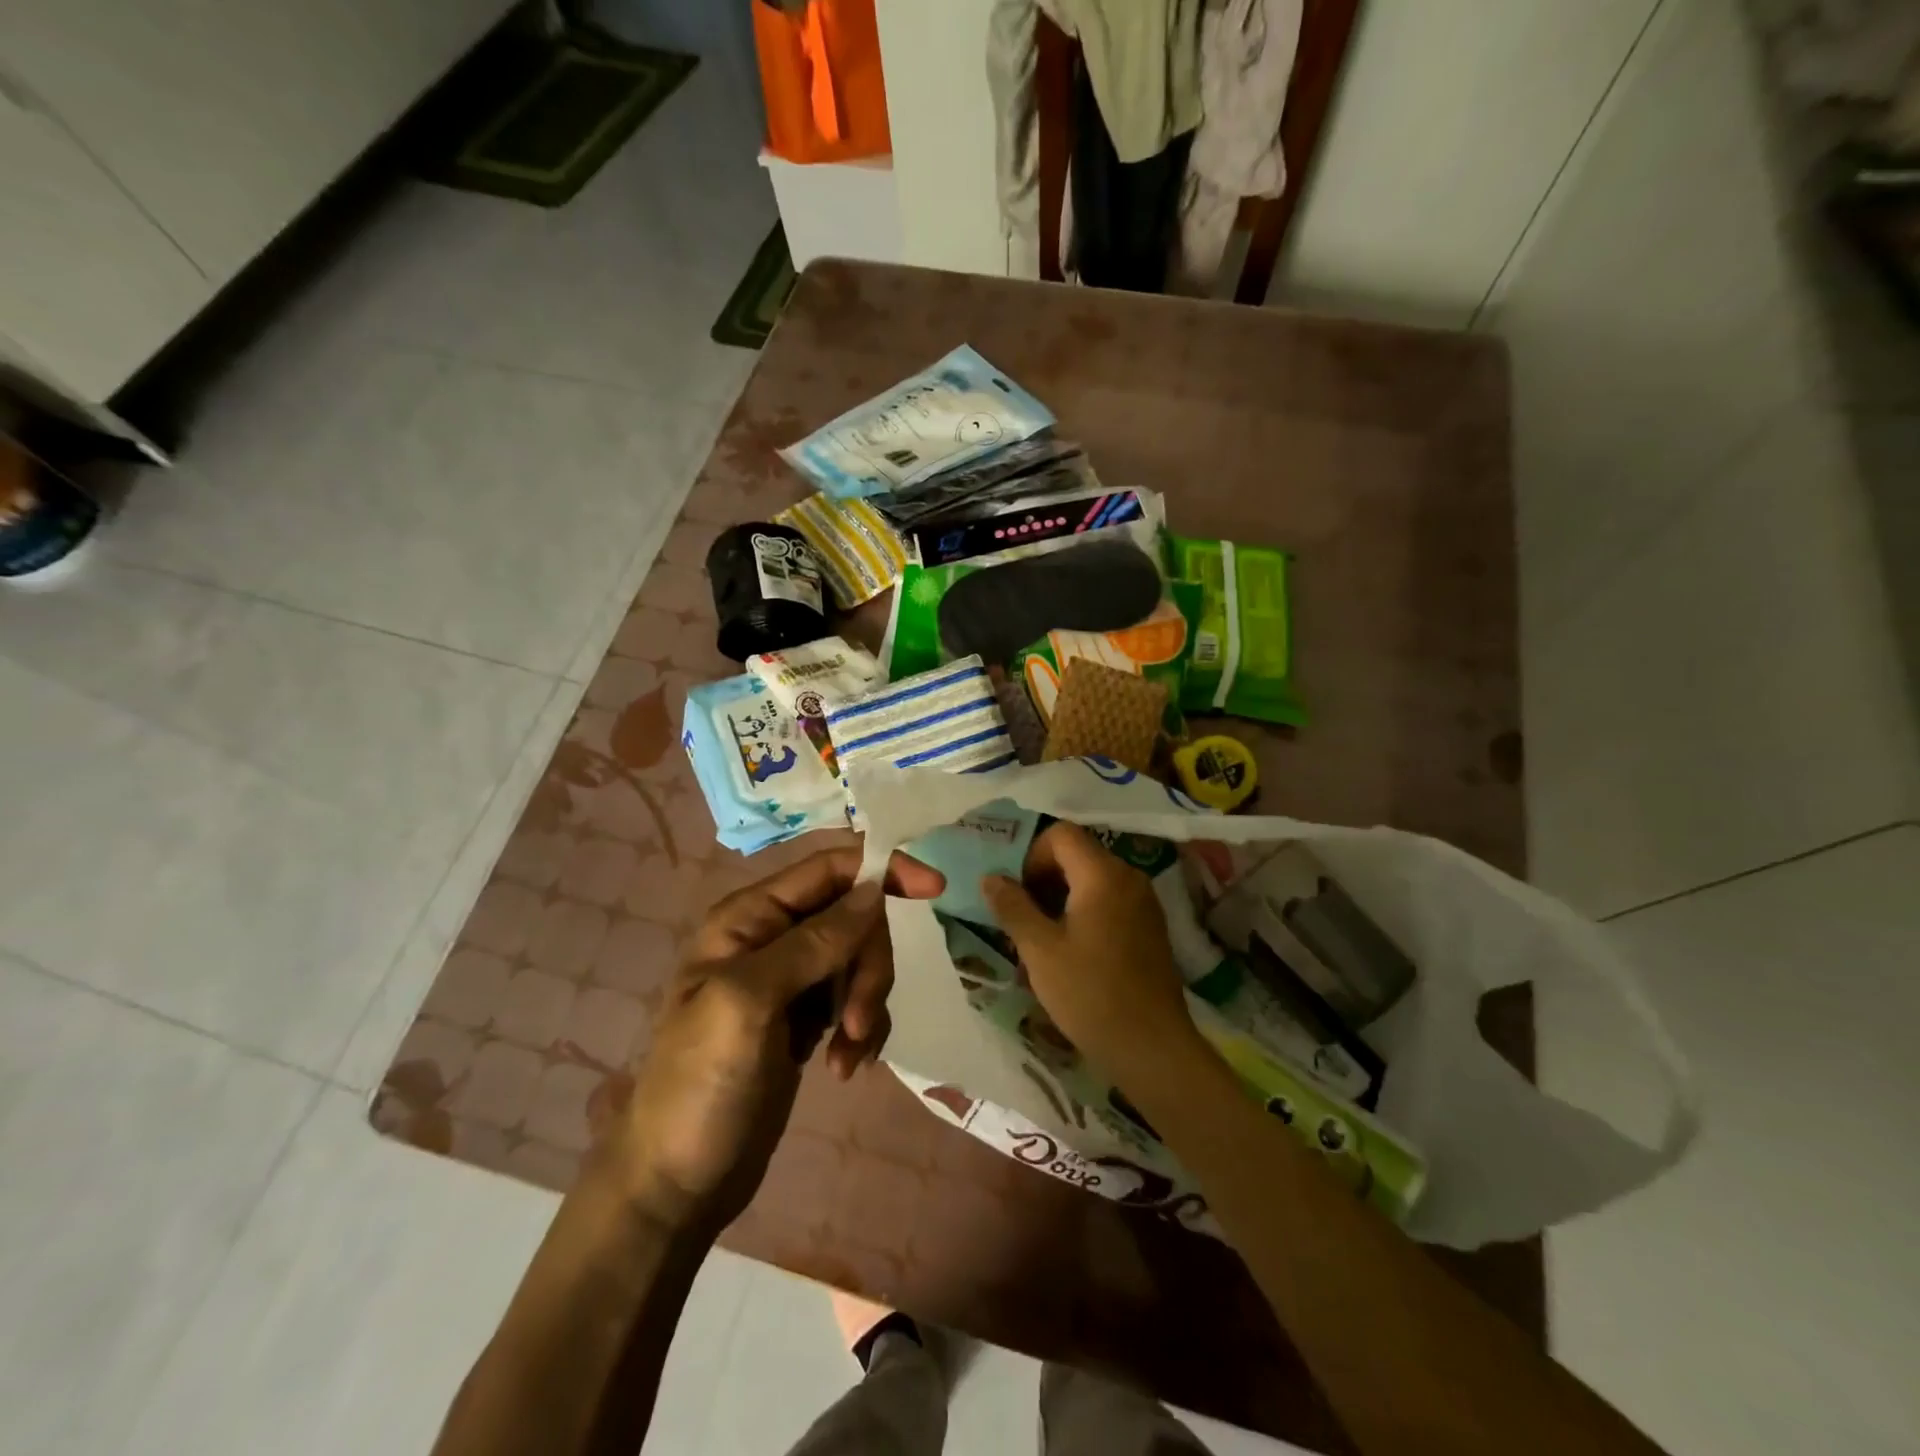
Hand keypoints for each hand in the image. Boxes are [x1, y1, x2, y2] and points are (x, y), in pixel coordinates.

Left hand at [613, 847, 942, 1234]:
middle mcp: (773, 937)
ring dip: (867, 1005)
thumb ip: (814, 941)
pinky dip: (862, 1030)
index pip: (830, 868)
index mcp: (750, 917)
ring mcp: (791, 981)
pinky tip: (843, 1068)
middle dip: (869, 966)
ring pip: (861, 960)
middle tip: (858, 1021)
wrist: (679, 1182)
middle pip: (855, 918)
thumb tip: (873, 889)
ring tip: (847, 1056)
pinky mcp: (806, 1019)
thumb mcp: (750, 1002)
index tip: (935, 889)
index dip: (883, 869)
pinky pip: (857, 1001)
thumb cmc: (700, 1083)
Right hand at [983, 822, 1197, 1075]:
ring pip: (1092, 878)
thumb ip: (1012, 906)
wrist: (1152, 1047)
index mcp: (1103, 875)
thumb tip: (991, 877)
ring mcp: (1144, 902)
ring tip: (1040, 936)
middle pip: (1078, 854)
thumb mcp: (1040, 950)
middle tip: (1021, 915)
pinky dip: (1083, 911)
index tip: (1016, 892)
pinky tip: (1070, 950)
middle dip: (1043, 877)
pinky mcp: (1149, 926)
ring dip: (1061, 896)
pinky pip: (1109, 900)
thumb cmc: (1090, 994)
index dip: (1031, 854)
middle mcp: (1128, 877)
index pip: (1061, 834)